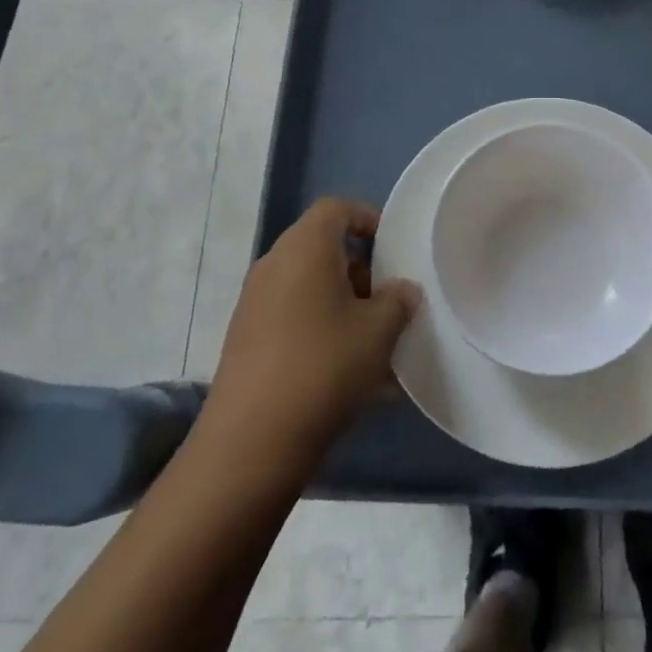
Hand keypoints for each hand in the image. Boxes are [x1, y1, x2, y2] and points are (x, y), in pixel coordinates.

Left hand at [203, 198, 419, 461]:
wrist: (250, 442)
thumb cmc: (323, 366)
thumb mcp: (378, 330)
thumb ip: (398, 300)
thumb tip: (402, 290)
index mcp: (305, 248)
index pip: (337, 209)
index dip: (369, 219)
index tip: (396, 248)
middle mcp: (275, 266)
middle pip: (324, 249)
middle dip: (363, 272)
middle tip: (393, 300)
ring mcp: (256, 305)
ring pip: (312, 289)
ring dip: (347, 306)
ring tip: (380, 344)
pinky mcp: (249, 341)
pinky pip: (297, 320)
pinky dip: (326, 332)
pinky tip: (355, 374)